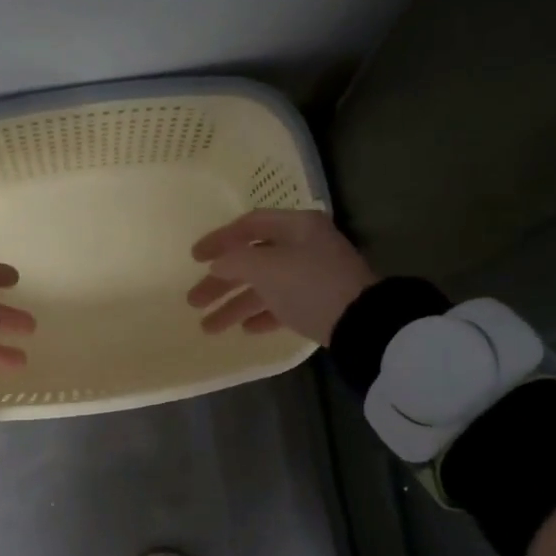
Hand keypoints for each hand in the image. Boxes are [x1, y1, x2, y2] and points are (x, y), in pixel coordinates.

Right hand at [187, 209, 378, 344]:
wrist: (361, 323)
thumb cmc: (310, 284)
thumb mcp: (267, 268)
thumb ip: (235, 261)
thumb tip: (217, 264)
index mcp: (297, 226)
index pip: (249, 224)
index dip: (219, 239)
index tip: (194, 258)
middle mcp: (304, 246)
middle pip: (253, 260)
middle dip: (221, 283)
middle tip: (193, 301)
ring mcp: (313, 275)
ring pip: (265, 287)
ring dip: (235, 306)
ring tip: (208, 328)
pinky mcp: (319, 303)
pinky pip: (283, 305)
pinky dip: (263, 315)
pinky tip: (245, 330)